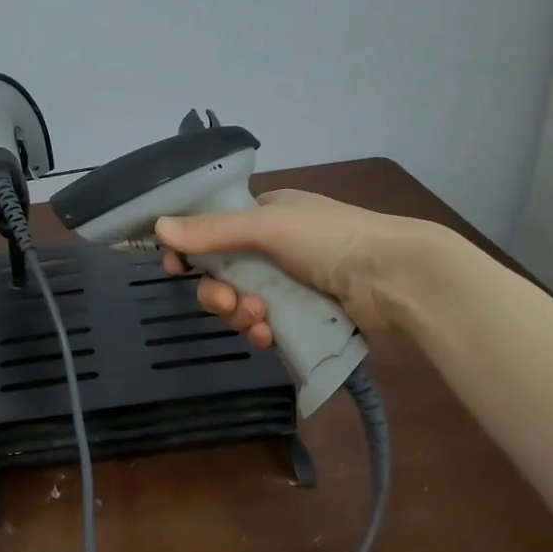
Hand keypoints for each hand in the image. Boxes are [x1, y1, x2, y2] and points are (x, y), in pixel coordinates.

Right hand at [155, 189, 444, 345]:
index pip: (213, 230)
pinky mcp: (304, 314)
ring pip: (242, 303)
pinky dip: (262, 331)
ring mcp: (290, 282)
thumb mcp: (266, 226)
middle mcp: (274, 246)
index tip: (174, 266)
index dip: (190, 249)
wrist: (394, 278)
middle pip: (223, 272)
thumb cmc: (329, 238)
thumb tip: (158, 226)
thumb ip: (212, 231)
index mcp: (266, 214)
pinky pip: (266, 325)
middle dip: (218, 292)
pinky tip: (269, 337)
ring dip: (241, 314)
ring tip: (258, 320)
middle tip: (227, 303)